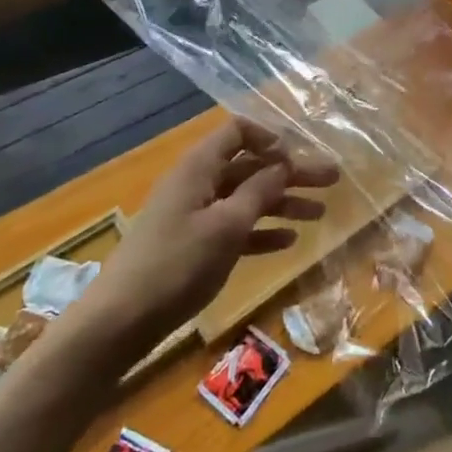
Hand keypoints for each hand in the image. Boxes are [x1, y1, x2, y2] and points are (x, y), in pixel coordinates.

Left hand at [77, 117, 338, 365]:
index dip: (270, 138)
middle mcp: (198, 183)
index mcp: (200, 167)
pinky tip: (289, 242)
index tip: (299, 156)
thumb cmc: (177, 264)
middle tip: (331, 180)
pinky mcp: (194, 245)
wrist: (120, 321)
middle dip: (290, 173)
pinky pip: (234, 228)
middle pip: (250, 167)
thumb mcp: (226, 225)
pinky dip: (261, 231)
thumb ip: (259, 191)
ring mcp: (195, 215)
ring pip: (246, 198)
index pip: (238, 131)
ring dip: (282, 203)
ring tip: (319, 213)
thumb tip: (283, 163)